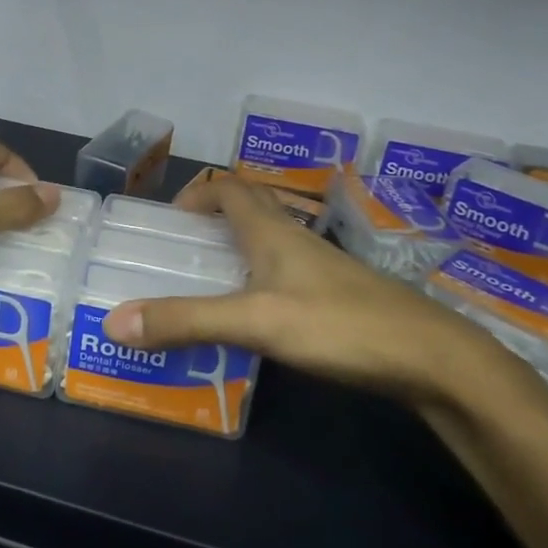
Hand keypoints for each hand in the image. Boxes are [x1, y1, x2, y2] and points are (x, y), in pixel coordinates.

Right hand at [101, 174, 520, 406]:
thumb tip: (115, 321)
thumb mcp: (255, 323)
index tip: (167, 221)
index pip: (228, 188)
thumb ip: (186, 321)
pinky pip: (285, 274)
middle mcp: (295, 239)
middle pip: (251, 207)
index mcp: (272, 231)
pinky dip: (258, 281)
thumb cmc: (340, 325)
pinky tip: (252, 319)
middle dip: (212, 218)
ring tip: (205, 283)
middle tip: (181, 249)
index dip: (195, 193)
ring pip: (269, 242)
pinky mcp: (337, 297)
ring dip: (235, 250)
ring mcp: (321, 268)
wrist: (433, 359)